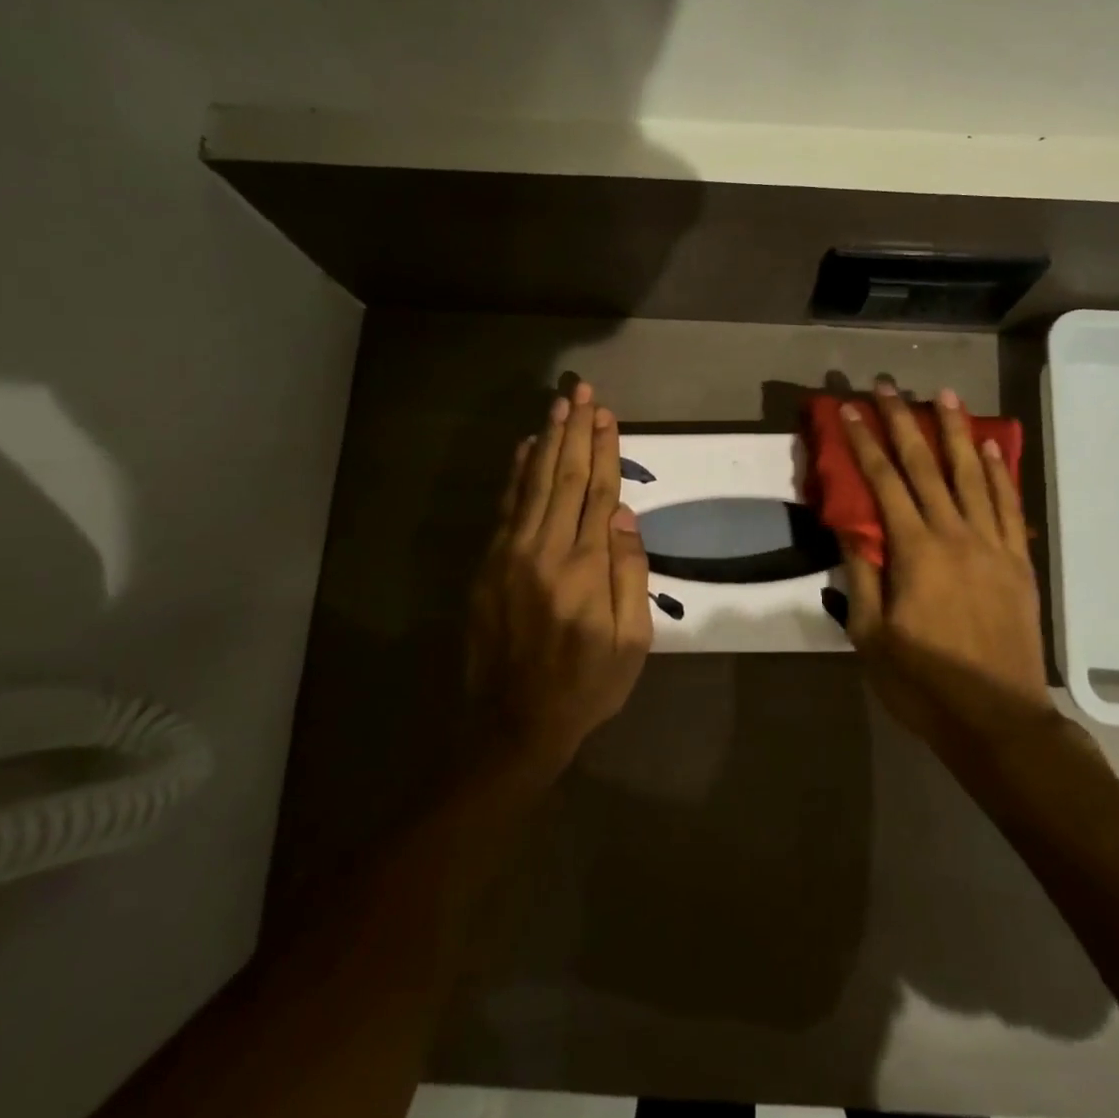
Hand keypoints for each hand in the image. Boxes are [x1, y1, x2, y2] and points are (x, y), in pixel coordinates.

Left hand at [466, 382, 652, 778]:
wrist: (512, 726)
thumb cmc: (585, 687)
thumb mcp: (631, 643)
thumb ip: (630, 576)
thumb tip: (625, 517)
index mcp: (586, 569)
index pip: (599, 493)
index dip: (605, 450)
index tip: (607, 415)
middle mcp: (545, 551)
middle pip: (565, 476)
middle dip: (575, 431)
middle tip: (582, 391)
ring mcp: (510, 555)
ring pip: (533, 483)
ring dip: (547, 441)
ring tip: (558, 405)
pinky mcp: (487, 566)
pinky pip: (505, 508)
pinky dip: (516, 473)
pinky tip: (525, 447)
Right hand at [838, 383, 1051, 749]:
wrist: (999, 721)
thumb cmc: (924, 684)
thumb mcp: (872, 638)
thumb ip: (862, 577)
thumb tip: (852, 528)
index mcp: (916, 552)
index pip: (884, 482)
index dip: (865, 442)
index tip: (850, 410)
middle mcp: (956, 535)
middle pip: (927, 466)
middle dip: (905, 421)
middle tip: (890, 385)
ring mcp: (994, 546)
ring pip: (973, 475)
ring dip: (957, 432)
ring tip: (946, 395)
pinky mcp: (1019, 562)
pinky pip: (1010, 506)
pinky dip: (1000, 473)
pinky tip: (992, 448)